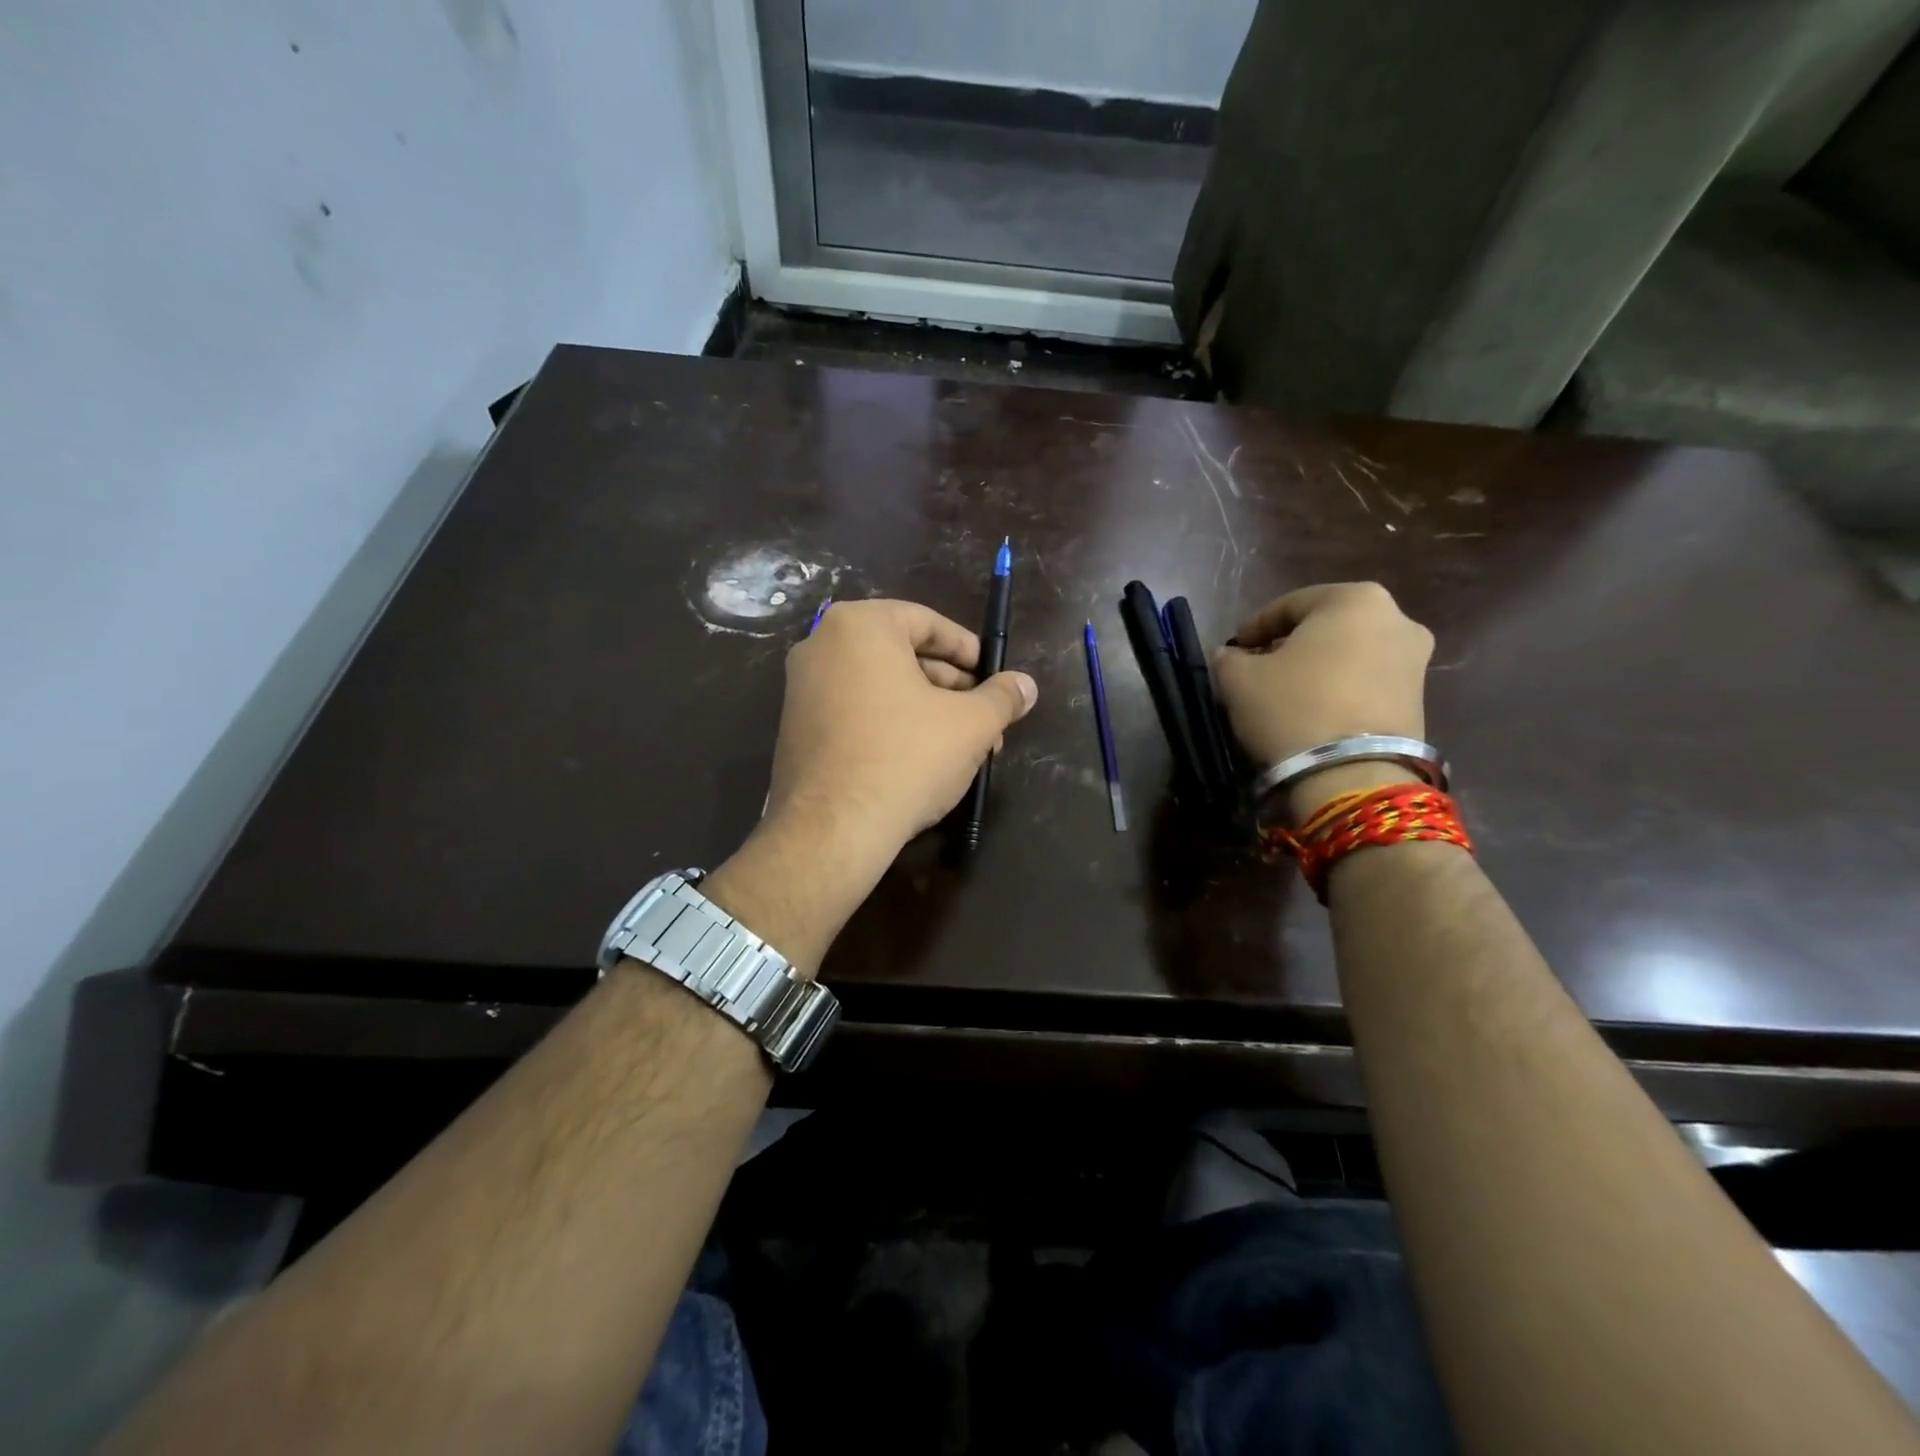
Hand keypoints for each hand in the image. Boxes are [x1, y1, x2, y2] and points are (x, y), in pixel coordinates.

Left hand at [766, 597, 1037, 856]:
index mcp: (860, 626)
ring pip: (880, 687)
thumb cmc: (907, 758)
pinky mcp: (795, 728)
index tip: (993, 677)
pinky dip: (890, 725)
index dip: (968, 650)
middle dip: (951, 688)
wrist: (833, 829)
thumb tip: (1026, 685)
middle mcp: (821, 646)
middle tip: (985, 719)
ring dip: (926, 710)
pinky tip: (921, 760)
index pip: (926, 622)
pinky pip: (855, 711)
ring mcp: (802, 688)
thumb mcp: (970, 725)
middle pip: (902, 655)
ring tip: (963, 747)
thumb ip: (1002, 697)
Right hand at [1212, 583, 1433, 820]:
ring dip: (1317, 668)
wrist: (1351, 775)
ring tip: (1285, 694)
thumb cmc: (1291, 707)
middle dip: (1291, 645)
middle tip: (1260, 668)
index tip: (1234, 648)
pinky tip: (1313, 712)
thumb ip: (1228, 657)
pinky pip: (1367, 683)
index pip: (1290, 604)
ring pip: (1349, 655)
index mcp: (1355, 599)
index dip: (1255, 627)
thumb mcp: (1238, 678)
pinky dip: (1340, 690)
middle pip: (1326, 628)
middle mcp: (1397, 619)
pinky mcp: (1420, 700)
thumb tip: (1231, 656)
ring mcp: (1415, 661)